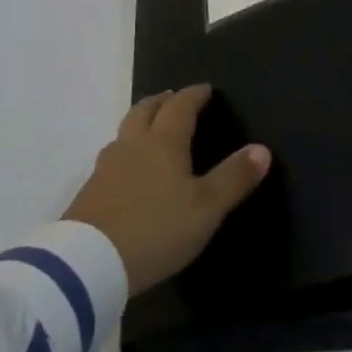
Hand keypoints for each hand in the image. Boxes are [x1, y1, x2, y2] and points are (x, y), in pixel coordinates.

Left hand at [63, 85, 272, 294]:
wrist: (90, 263)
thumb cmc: (156, 229)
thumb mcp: (206, 208)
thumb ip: (234, 178)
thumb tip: (262, 149)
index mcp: (163, 142)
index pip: (180, 107)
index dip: (194, 95)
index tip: (206, 89)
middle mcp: (133, 144)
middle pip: (146, 110)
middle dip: (163, 100)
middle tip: (175, 98)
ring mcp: (107, 166)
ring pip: (125, 130)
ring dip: (141, 121)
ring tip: (152, 128)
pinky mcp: (90, 190)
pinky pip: (113, 156)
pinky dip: (127, 149)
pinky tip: (129, 168)